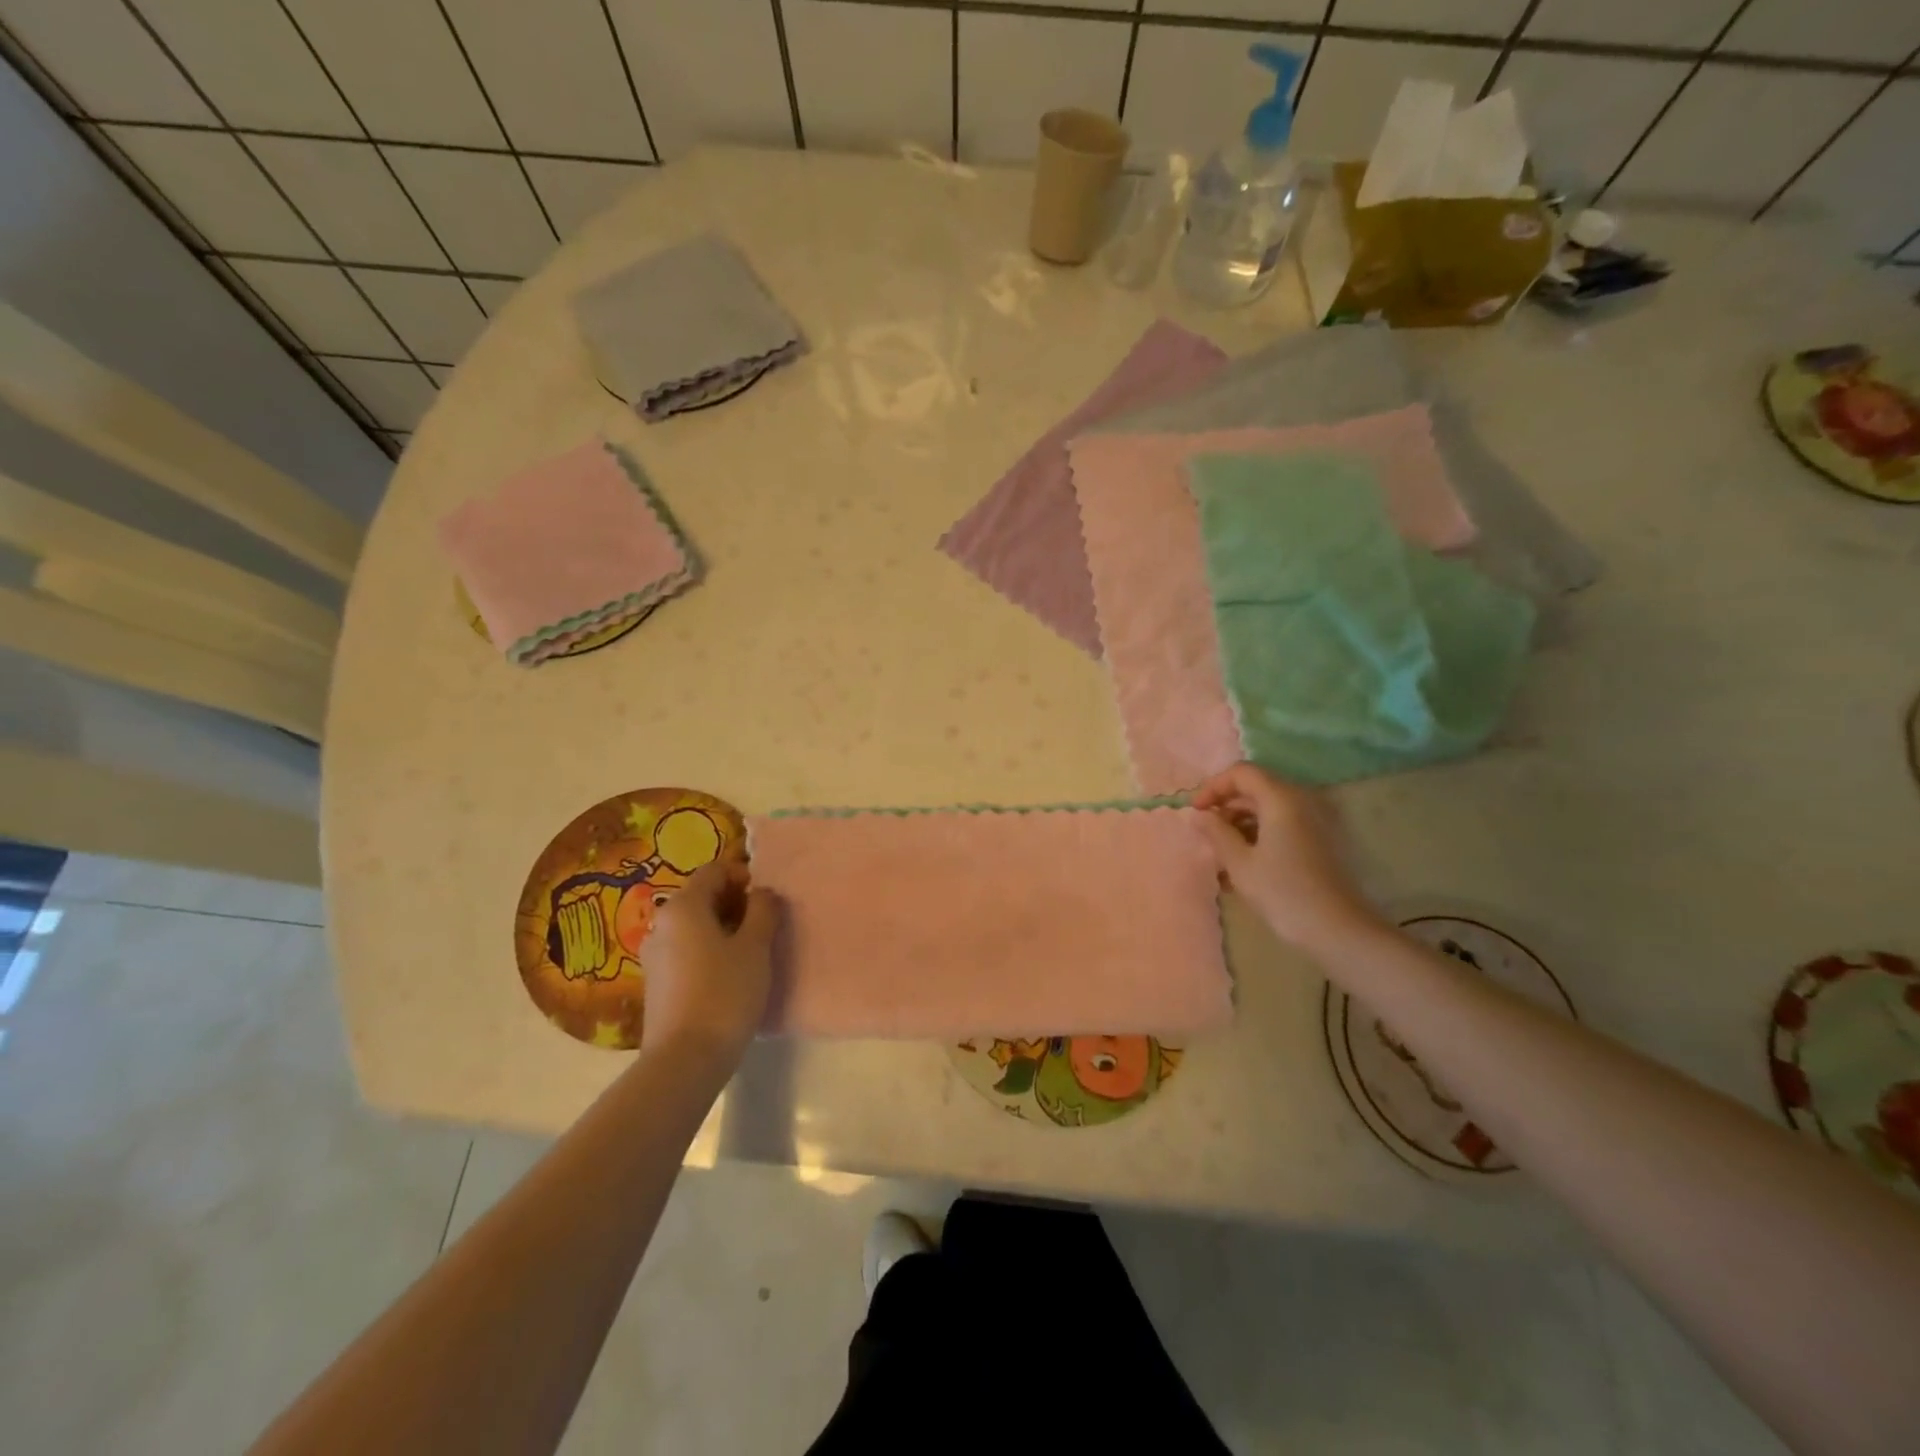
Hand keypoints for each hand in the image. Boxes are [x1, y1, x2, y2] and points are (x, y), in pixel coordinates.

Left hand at [640, 860, 778, 1063]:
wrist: (685, 1059)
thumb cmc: (725, 993)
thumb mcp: (756, 946)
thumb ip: (763, 909)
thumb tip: (762, 893)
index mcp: (683, 906)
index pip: (714, 870)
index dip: (743, 876)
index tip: (766, 900)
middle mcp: (661, 923)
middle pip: (702, 896)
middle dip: (736, 903)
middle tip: (765, 925)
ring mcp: (654, 954)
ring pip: (695, 925)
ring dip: (724, 928)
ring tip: (751, 952)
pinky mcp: (657, 982)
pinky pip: (686, 950)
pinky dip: (709, 951)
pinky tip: (730, 975)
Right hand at [1192, 763, 1385, 953]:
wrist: (1339, 930)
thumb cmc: (1283, 893)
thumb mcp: (1240, 863)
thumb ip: (1216, 833)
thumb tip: (1199, 815)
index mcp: (1282, 799)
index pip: (1241, 773)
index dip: (1213, 787)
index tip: (1196, 813)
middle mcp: (1302, 800)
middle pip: (1256, 789)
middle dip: (1226, 808)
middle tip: (1206, 835)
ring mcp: (1316, 821)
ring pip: (1269, 810)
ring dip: (1242, 825)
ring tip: (1222, 858)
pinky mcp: (1322, 841)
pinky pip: (1284, 826)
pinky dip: (1261, 836)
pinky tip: (1245, 868)